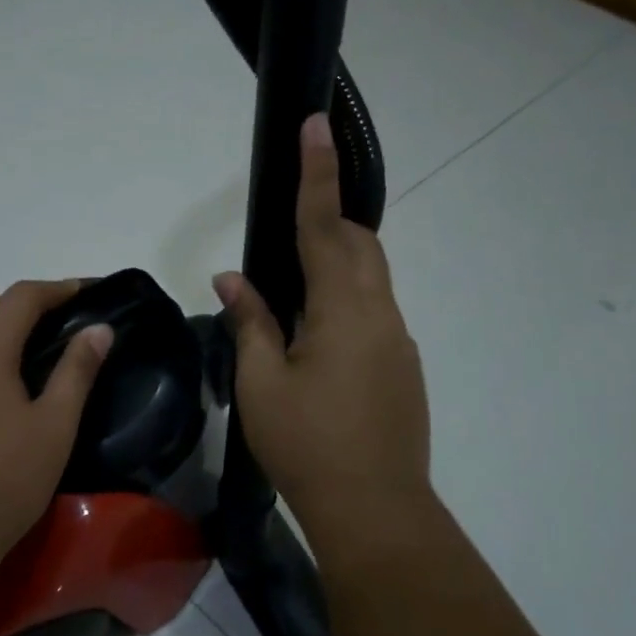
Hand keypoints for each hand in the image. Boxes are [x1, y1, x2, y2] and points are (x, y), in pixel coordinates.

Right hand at [215, 113, 430, 540]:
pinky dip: (344, 304)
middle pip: (361, 245)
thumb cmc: (308, 445)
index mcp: (345, 310)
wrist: (375, 510)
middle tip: (288, 234)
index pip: (326, 226)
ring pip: (371, 279)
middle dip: (329, 223)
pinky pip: (373, 313)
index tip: (316, 125)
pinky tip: (314, 345)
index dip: (317, 174)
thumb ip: (251, 322)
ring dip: (337, 267)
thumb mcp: (262, 384)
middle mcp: (381, 314)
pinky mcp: (402, 367)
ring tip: (292, 297)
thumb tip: (233, 279)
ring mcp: (398, 342)